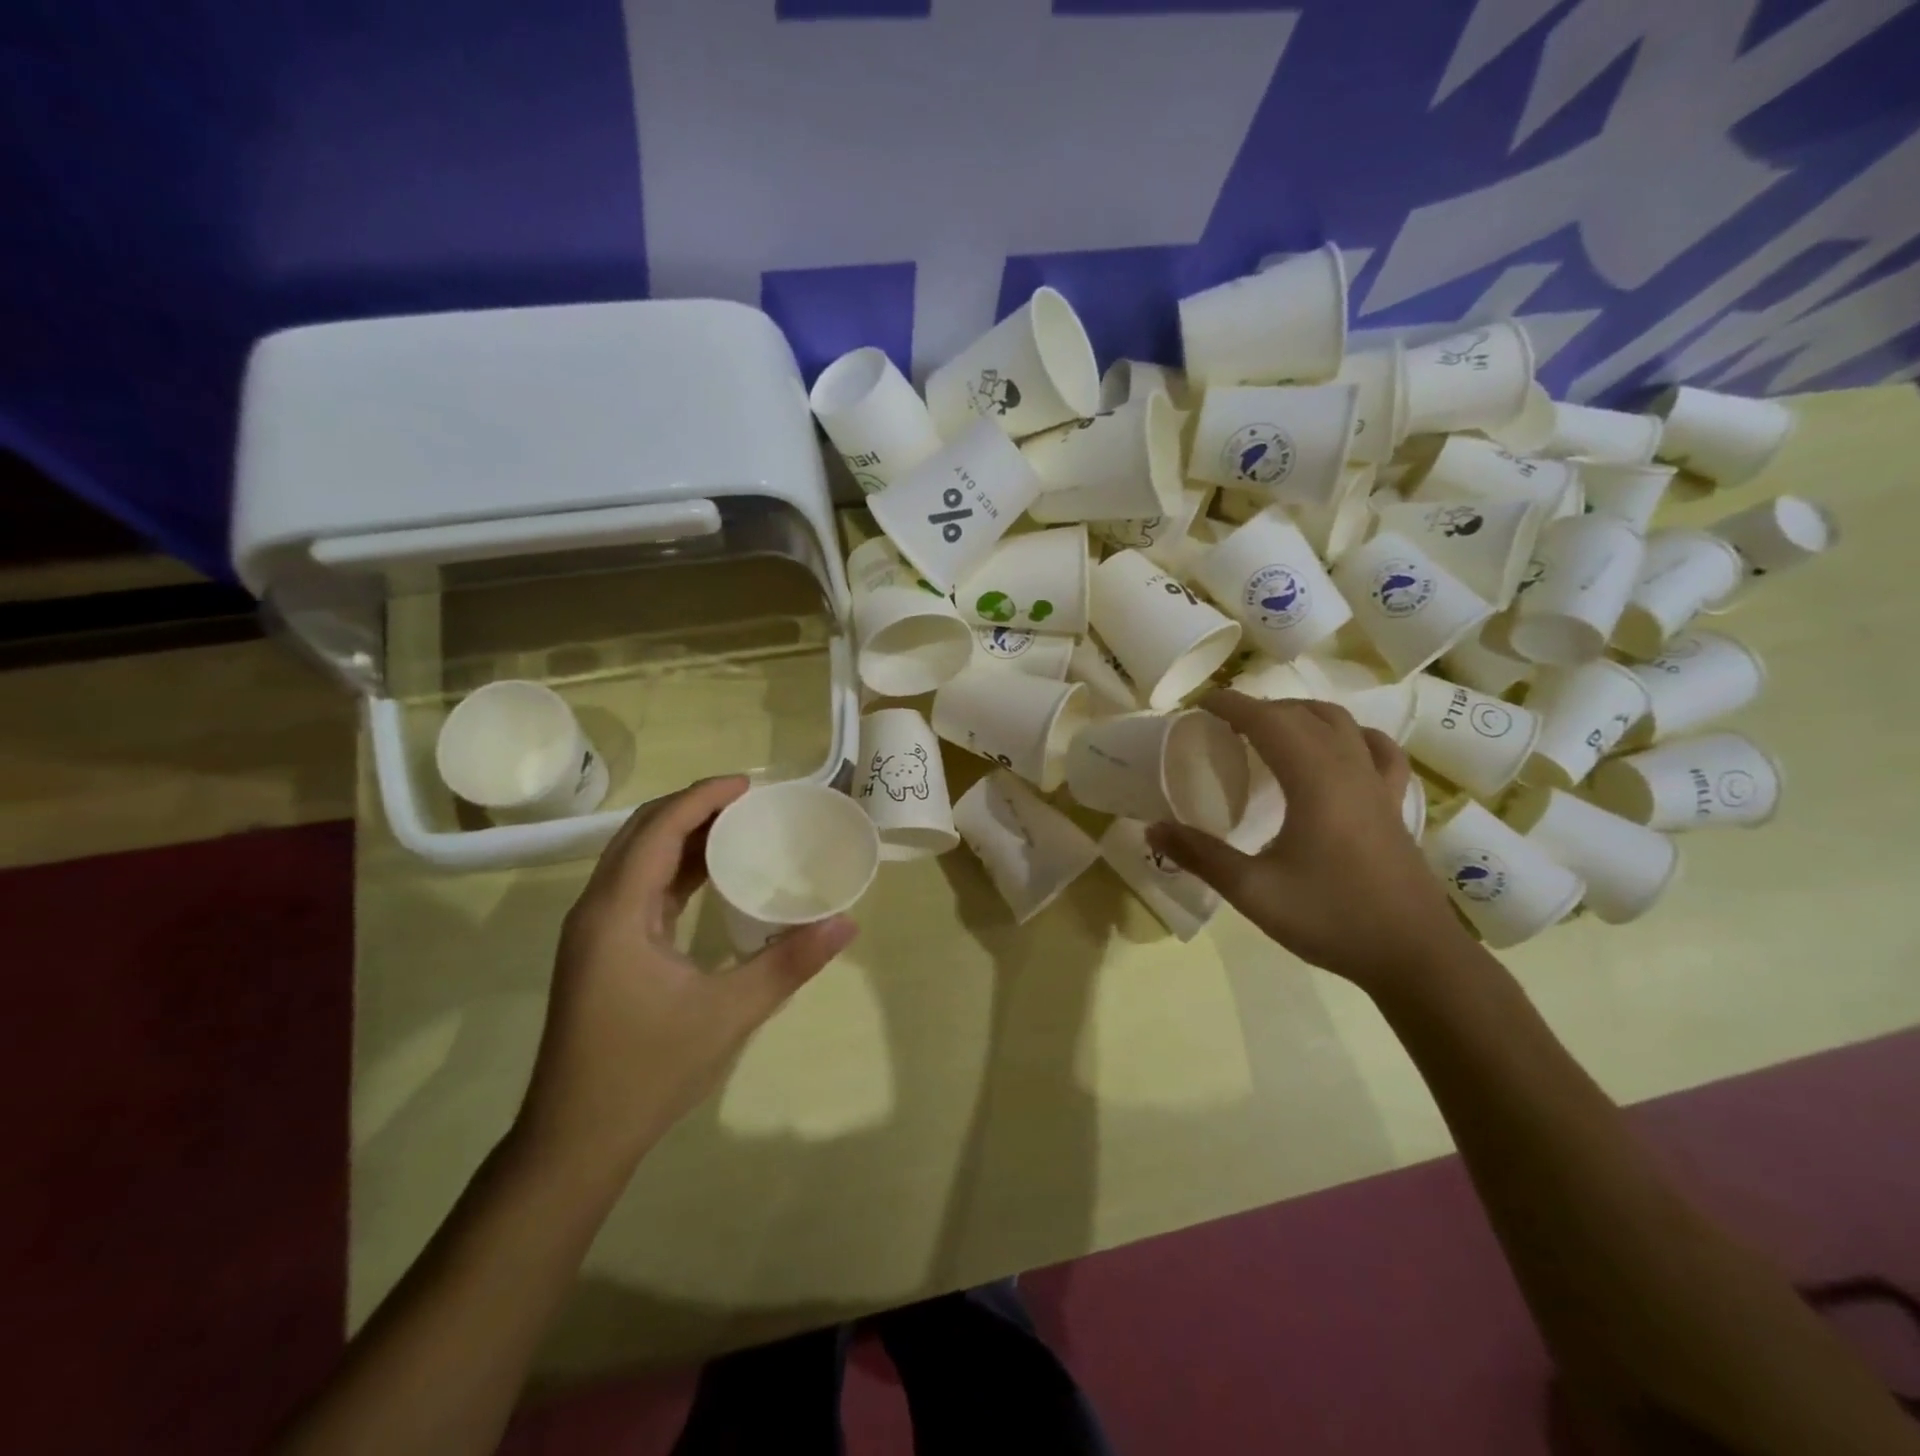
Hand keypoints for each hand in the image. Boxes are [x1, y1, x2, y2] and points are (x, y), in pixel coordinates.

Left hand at [516, 776, 857, 1173]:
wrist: (576, 1140)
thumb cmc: (647, 1071)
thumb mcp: (728, 1014)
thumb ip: (789, 963)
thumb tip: (847, 923)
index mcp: (617, 912)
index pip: (658, 829)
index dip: (702, 797)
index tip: (750, 785)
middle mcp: (598, 909)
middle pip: (642, 833)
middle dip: (693, 807)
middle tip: (749, 800)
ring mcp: (596, 931)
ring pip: (638, 859)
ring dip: (683, 835)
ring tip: (738, 825)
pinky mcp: (603, 950)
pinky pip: (640, 887)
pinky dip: (676, 868)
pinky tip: (712, 874)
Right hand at [1147, 690, 1468, 990]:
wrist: (1415, 956)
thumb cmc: (1332, 918)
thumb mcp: (1253, 892)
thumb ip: (1201, 856)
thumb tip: (1152, 830)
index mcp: (1314, 780)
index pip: (1268, 720)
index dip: (1231, 705)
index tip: (1200, 704)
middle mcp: (1349, 768)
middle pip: (1302, 714)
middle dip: (1259, 707)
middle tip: (1223, 723)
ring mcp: (1378, 784)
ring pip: (1341, 723)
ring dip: (1301, 713)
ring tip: (1271, 729)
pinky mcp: (1395, 804)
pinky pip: (1377, 750)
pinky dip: (1351, 735)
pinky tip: (1341, 747)